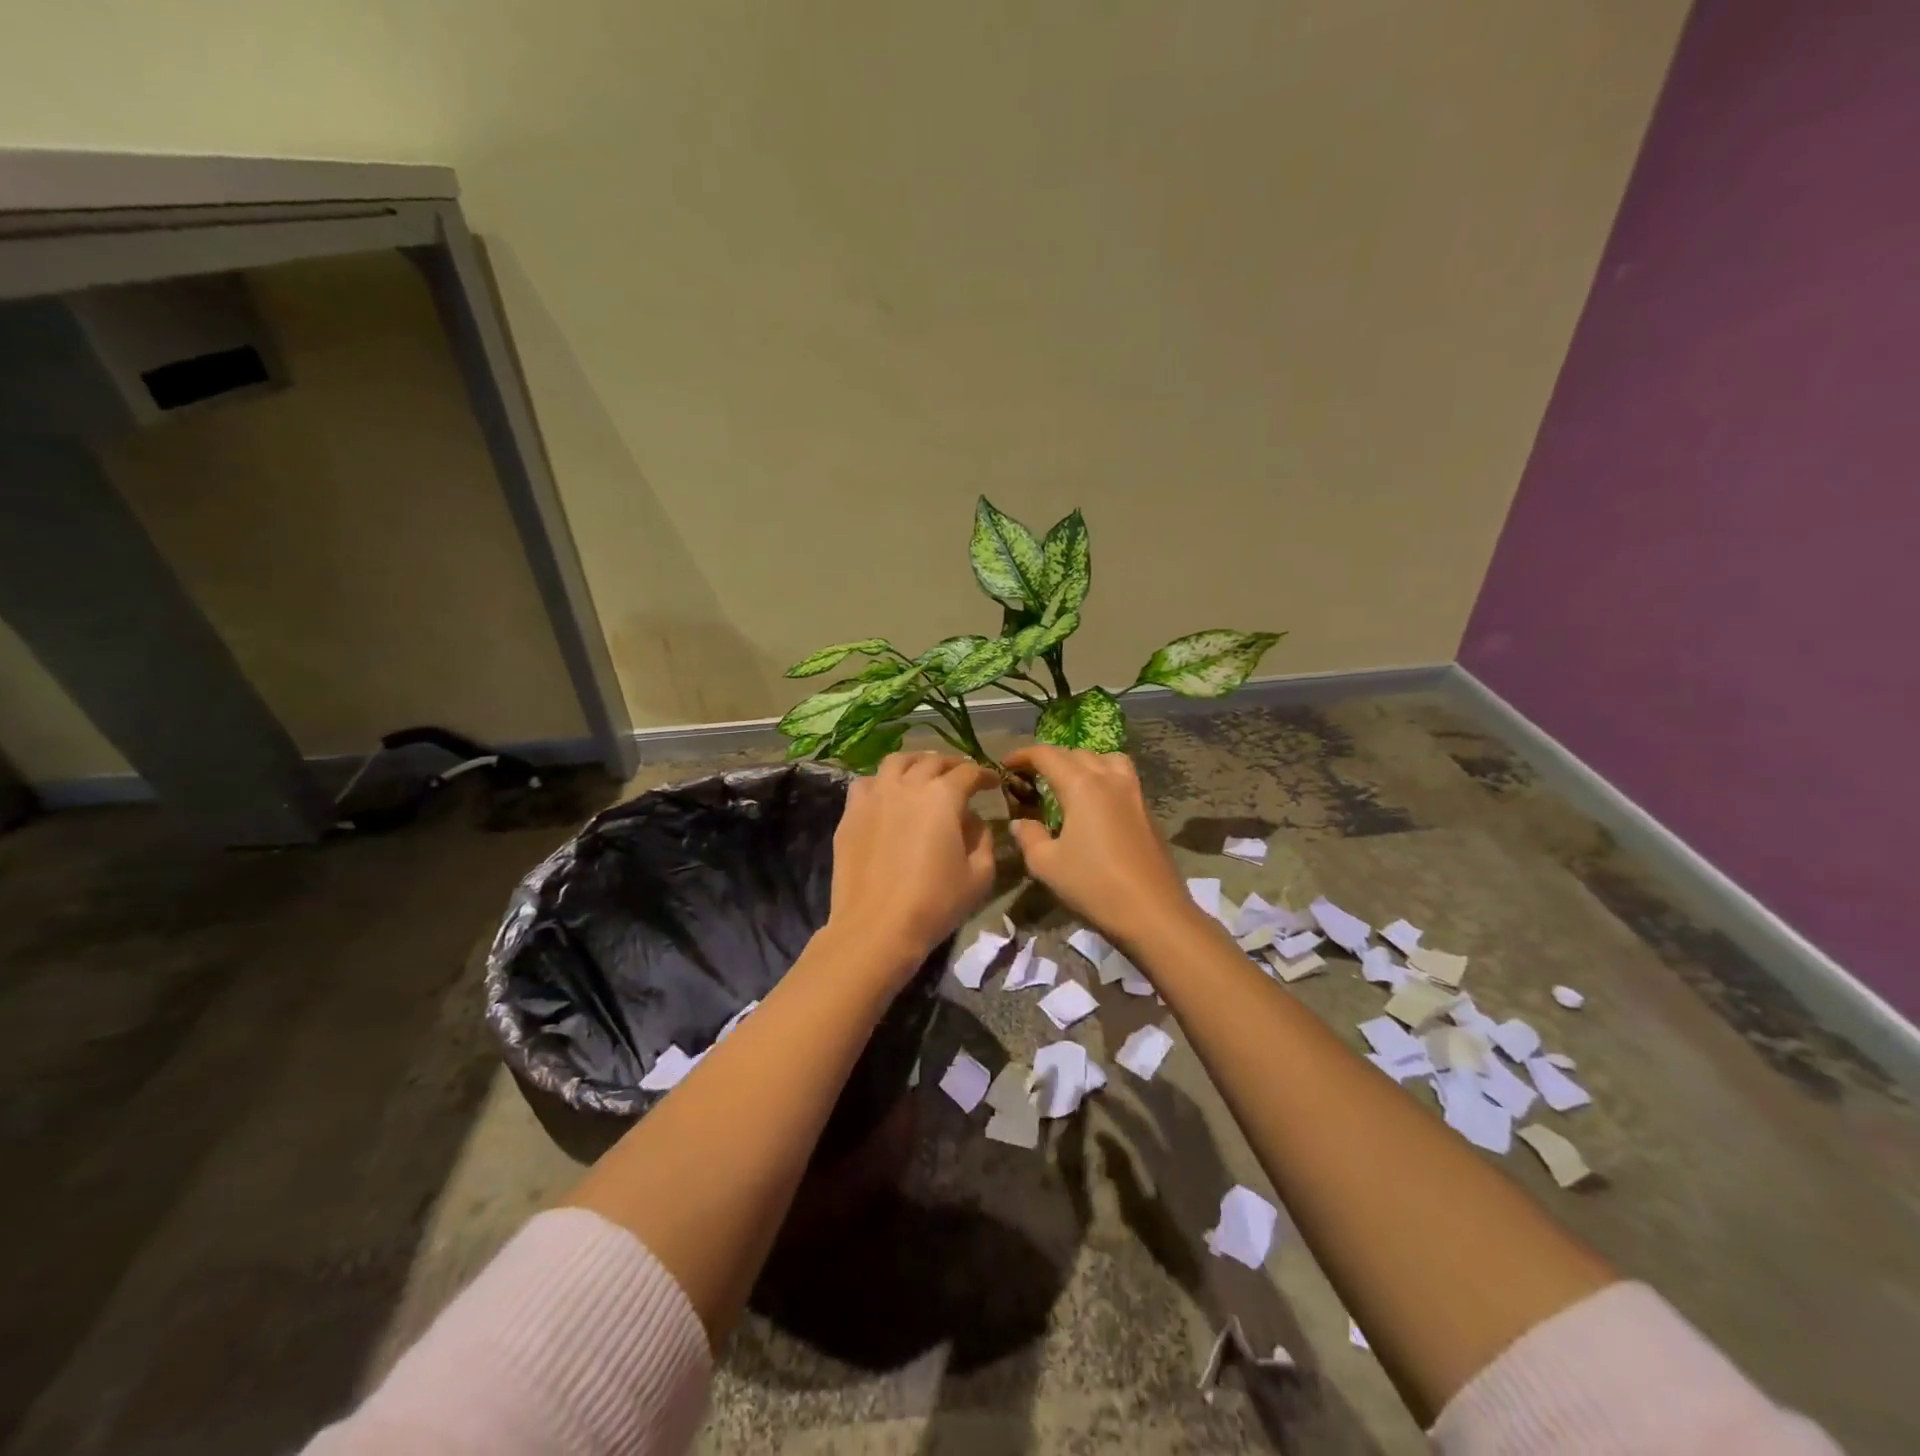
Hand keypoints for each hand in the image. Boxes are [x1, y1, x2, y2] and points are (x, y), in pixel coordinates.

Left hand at [826, 751, 999, 975]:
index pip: (969, 772)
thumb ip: (983, 839)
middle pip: (932, 761)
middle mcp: (907, 785)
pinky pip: (867, 783)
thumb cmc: (934, 903)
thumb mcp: (979, 876)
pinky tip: (887, 795)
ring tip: (923, 773)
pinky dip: (882, 782)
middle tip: (962, 776)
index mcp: (942, 796)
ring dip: (916, 763)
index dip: (985, 774)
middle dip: (952, 765)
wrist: (876, 928)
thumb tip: (973, 820)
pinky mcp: (850, 814)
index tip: (994, 782)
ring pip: (896, 762)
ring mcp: (874, 796)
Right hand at [1003, 744, 1194, 947]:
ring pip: (1106, 759)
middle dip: (1051, 759)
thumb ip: (1029, 837)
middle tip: (1032, 777)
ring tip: (1070, 782)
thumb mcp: (1047, 865)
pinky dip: (1104, 778)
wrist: (1153, 912)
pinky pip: (1122, 778)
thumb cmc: (1094, 885)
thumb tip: (1021, 822)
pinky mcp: (1148, 810)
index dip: (1023, 754)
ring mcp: (1134, 793)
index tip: (1006, 764)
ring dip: (1083, 763)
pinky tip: (1095, 805)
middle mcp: (1109, 779)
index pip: (1047, 755)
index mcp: (1082, 785)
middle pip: (1076, 753)